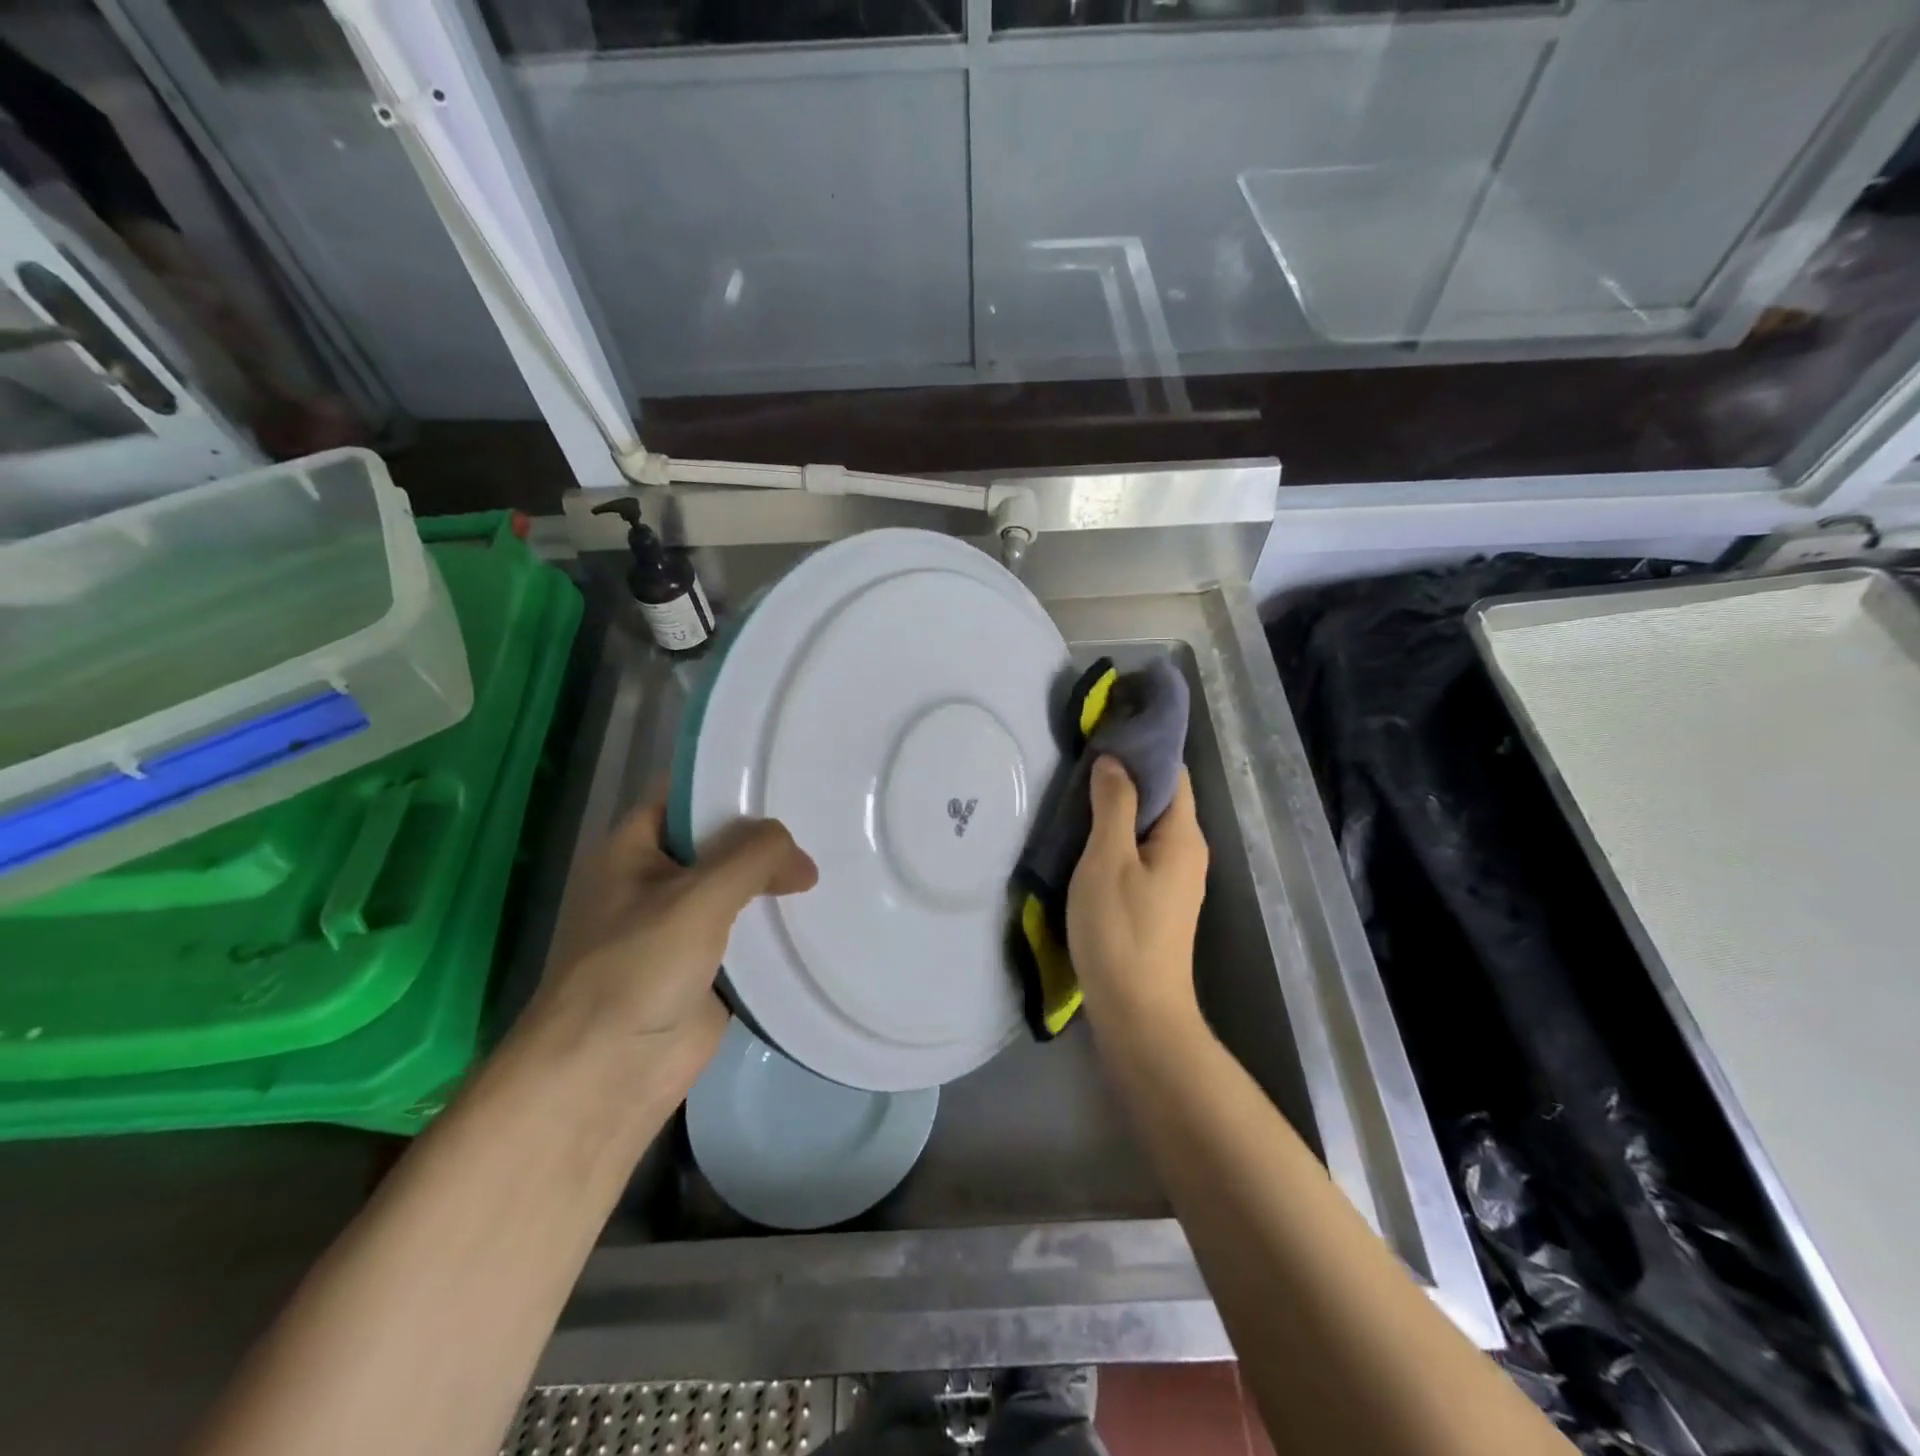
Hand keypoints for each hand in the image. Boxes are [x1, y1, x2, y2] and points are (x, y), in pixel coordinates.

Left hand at [528, 800, 817, 1086]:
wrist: (605, 1077)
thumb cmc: (637, 969)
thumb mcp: (697, 897)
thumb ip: (753, 858)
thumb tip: (802, 860)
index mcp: (633, 849)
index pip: (686, 794)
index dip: (731, 782)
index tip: (787, 773)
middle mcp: (655, 880)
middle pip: (718, 841)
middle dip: (765, 834)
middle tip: (827, 817)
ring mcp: (680, 926)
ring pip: (736, 888)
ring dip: (774, 881)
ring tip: (837, 857)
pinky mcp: (705, 968)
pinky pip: (747, 934)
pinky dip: (776, 925)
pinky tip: (820, 912)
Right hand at [1066, 756, 1209, 1030]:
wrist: (1139, 1013)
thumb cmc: (1121, 930)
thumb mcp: (1107, 860)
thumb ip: (1113, 805)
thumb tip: (1114, 760)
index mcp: (1183, 836)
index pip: (1173, 773)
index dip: (1144, 748)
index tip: (1106, 730)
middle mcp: (1188, 852)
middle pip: (1162, 798)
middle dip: (1127, 775)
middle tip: (1083, 759)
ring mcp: (1175, 880)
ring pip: (1148, 827)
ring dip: (1119, 807)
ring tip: (1079, 792)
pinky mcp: (1159, 901)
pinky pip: (1141, 852)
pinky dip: (1118, 836)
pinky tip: (1087, 838)